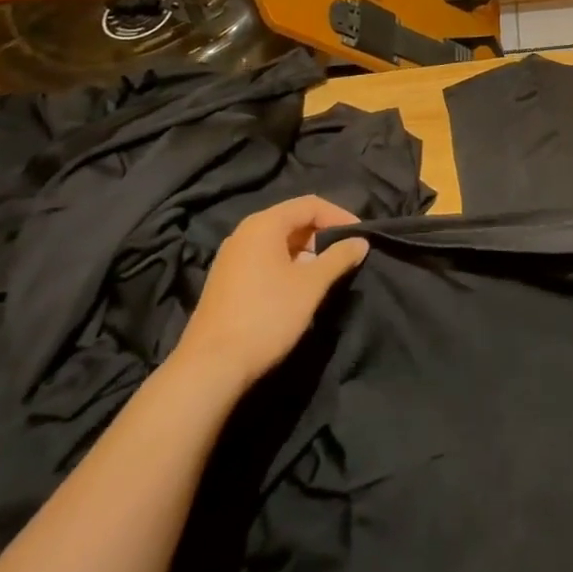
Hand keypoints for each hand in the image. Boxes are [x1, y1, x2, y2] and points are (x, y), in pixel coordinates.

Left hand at [173, 196, 368, 389]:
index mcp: (264, 225)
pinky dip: (288, 265)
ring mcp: (232, 257)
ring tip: (326, 274)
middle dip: (323, 234)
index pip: (310, 204)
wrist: (211, 367)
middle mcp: (244, 233)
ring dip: (307, 252)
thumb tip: (361, 241)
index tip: (360, 237)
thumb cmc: (267, 315)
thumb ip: (339, 257)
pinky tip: (298, 289)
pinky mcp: (226, 280)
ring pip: (279, 241)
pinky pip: (265, 259)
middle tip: (345, 255)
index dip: (340, 216)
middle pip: (293, 220)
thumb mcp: (312, 284)